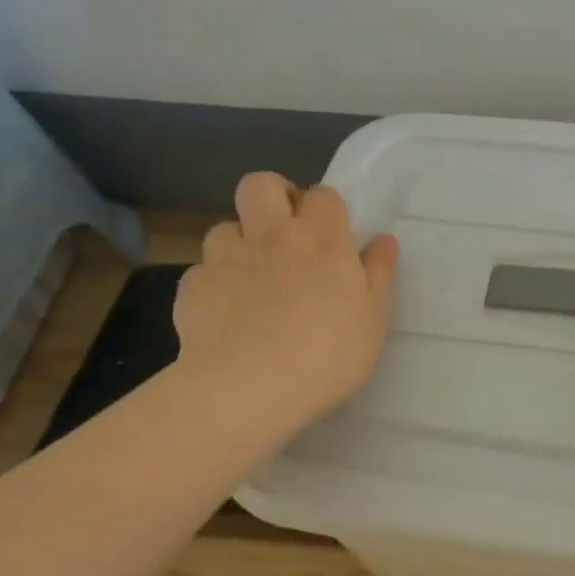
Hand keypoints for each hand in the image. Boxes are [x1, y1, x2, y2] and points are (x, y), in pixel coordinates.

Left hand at [172, 173, 398, 451]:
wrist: (248, 389)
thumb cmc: (327, 353)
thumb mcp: (374, 317)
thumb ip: (379, 273)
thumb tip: (383, 240)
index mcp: (321, 238)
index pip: (322, 195)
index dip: (326, 209)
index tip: (333, 237)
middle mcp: (271, 236)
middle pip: (260, 185)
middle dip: (272, 196)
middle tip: (285, 231)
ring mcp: (225, 259)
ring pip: (224, 227)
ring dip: (239, 244)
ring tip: (252, 278)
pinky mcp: (191, 289)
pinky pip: (202, 272)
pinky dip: (214, 285)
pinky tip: (225, 314)